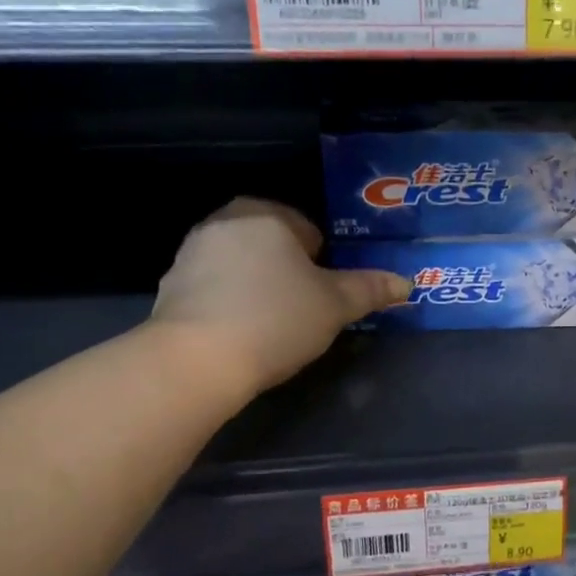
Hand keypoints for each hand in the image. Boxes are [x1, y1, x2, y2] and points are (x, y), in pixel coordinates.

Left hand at [150, 199, 407, 394]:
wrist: (198, 360)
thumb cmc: (277, 320)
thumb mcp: (335, 307)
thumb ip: (370, 290)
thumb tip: (406, 282)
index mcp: (267, 215)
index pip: (308, 229)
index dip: (324, 263)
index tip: (325, 295)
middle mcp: (224, 221)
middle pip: (272, 243)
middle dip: (289, 270)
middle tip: (303, 310)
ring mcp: (191, 251)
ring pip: (241, 263)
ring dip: (258, 284)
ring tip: (271, 325)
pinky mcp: (170, 285)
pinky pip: (214, 286)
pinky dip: (229, 302)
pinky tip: (239, 332)